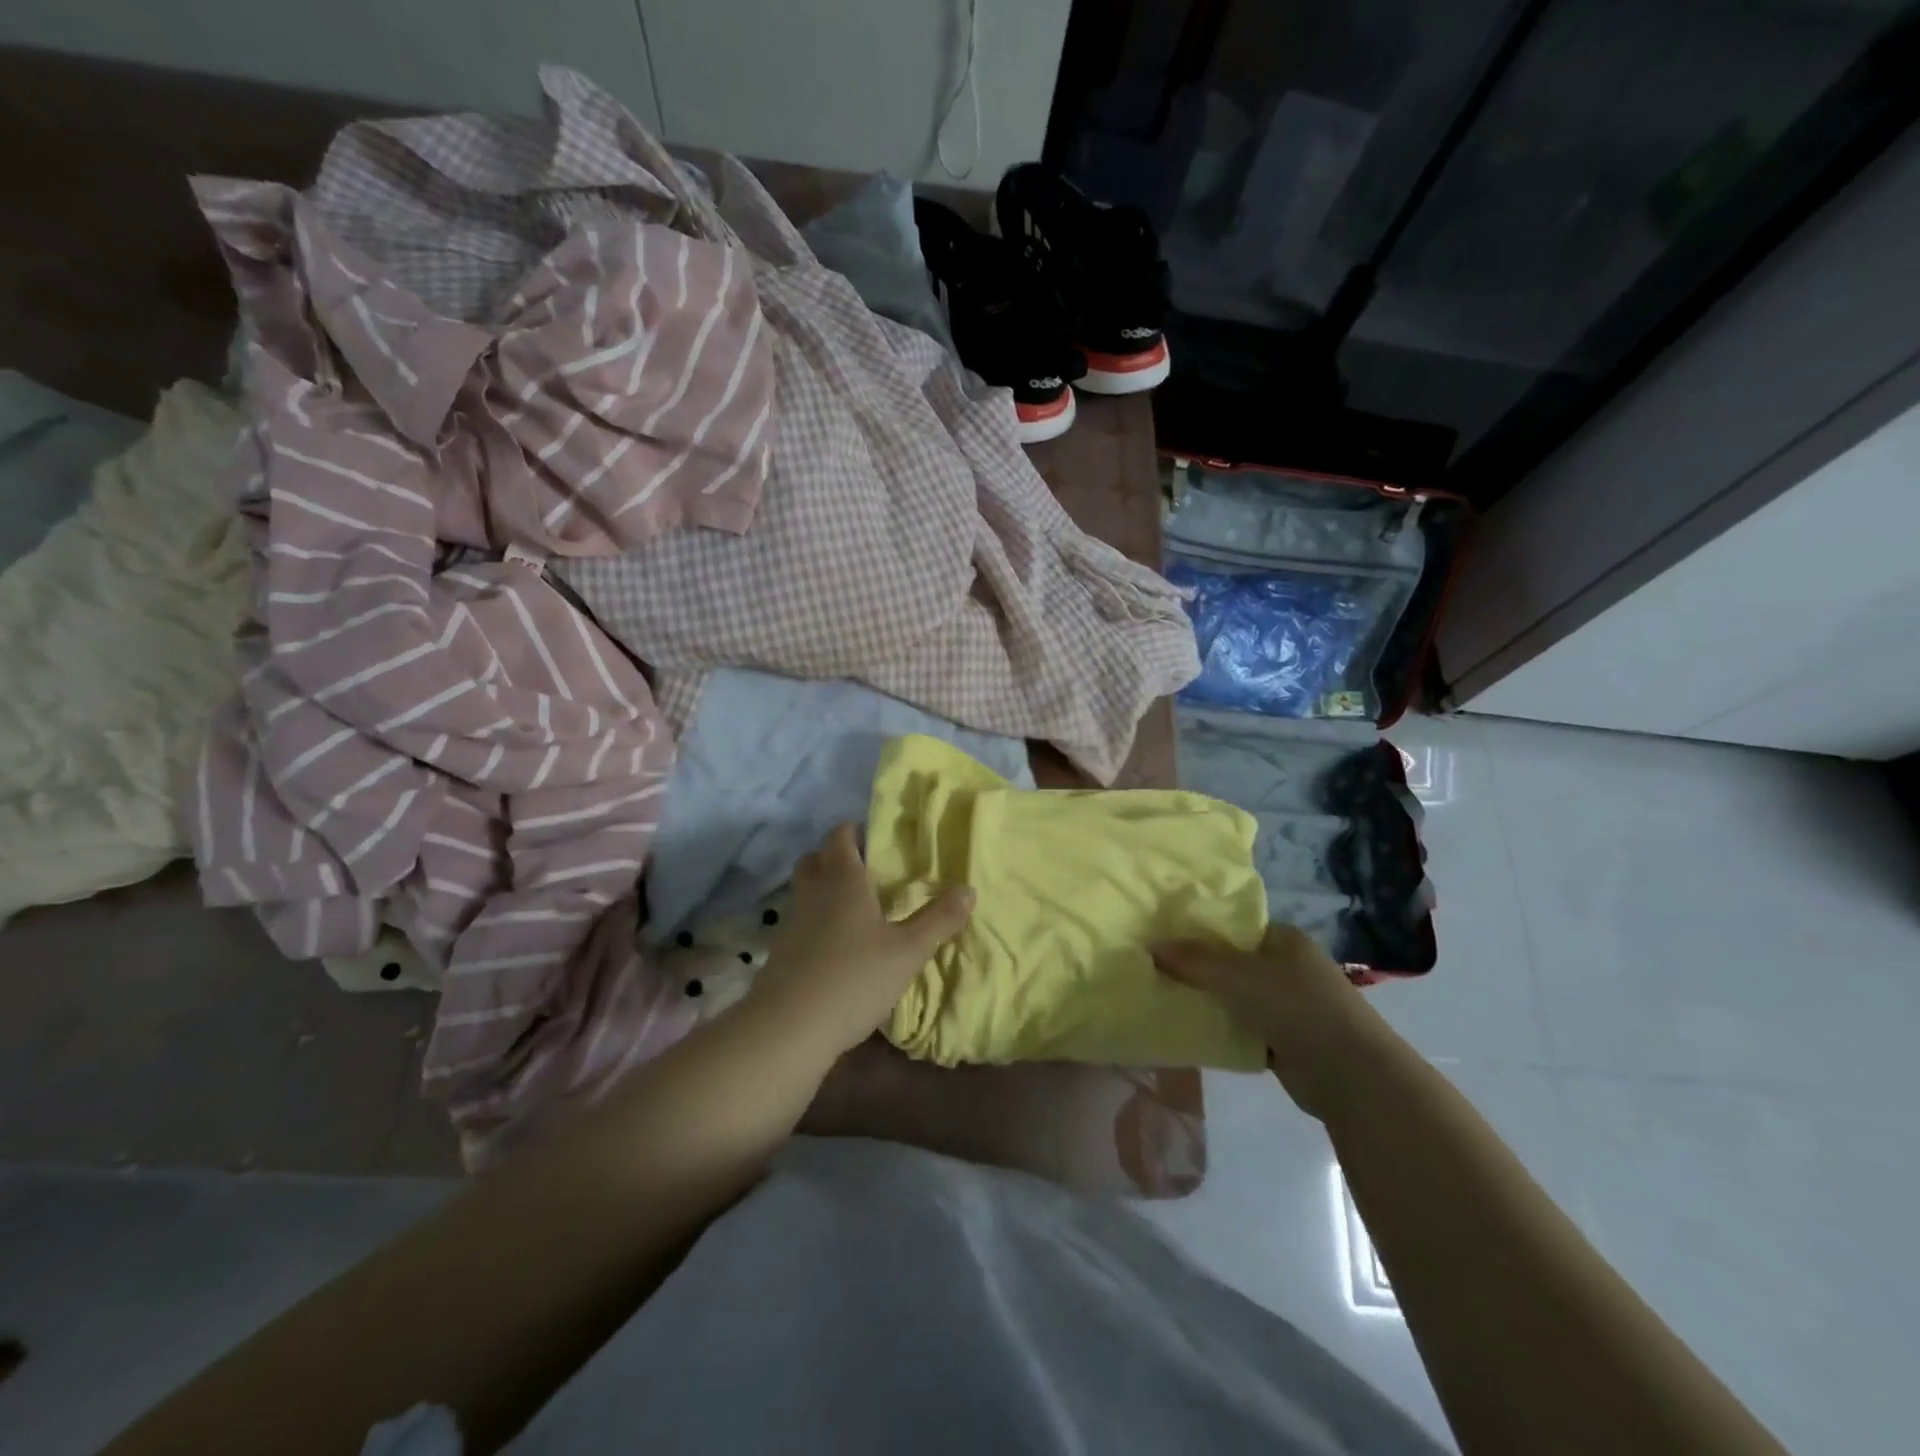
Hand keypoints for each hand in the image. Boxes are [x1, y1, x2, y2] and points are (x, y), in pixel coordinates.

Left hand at [746, 824, 973, 1061]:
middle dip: (837, 858)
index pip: (841, 836)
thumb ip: (939, 919)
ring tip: (856, 908)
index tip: (878, 840)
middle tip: (867, 872)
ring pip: (805, 890)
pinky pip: (800, 921)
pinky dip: (816, 921)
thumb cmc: (854, 977)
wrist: (788, 1028)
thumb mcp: (908, 951)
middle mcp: (813, 891)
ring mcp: (791, 921)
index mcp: (843, 879)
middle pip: (816, 858)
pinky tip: (837, 945)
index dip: (855, 832)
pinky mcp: (780, 951)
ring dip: (824, 889)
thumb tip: (969, 890)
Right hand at [1152, 923, 1391, 1118]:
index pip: (1236, 926)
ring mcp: (1292, 1007)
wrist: (1351, 1075)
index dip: (1201, 930)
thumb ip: (1194, 960)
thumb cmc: (1296, 1007)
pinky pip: (1246, 1030)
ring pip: (1238, 998)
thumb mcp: (1237, 975)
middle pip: (1234, 962)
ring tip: (1166, 999)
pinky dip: (1225, 1032)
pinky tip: (1193, 1033)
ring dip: (1211, 1002)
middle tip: (1158, 970)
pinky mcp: (1289, 1042)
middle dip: (1201, 969)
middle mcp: (1290, 968)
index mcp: (1285, 940)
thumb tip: (1151, 945)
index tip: (1165, 938)